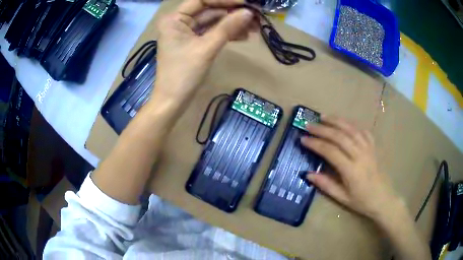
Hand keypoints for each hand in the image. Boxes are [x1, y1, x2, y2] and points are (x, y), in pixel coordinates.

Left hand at [153, 0, 254, 101]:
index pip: (202, 0)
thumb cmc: (184, 74)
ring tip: (254, 28)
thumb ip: (227, 27)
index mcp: (175, 19)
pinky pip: (212, 33)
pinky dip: (227, 34)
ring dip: (233, 24)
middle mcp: (179, 22)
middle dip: (232, 14)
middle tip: (255, 17)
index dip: (225, 0)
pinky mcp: (193, 43)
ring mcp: (186, 33)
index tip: (246, 3)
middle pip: (209, 11)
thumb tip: (249, 12)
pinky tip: (243, 36)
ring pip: (213, 22)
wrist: (173, 101)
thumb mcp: (207, 48)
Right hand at [301, 116, 399, 220]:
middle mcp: (360, 155)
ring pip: (351, 129)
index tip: (303, 139)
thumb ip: (326, 185)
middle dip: (322, 129)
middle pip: (339, 136)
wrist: (383, 199)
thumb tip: (308, 174)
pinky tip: (345, 123)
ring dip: (337, 121)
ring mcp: (368, 149)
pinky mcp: (373, 147)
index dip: (316, 143)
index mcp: (351, 170)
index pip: (330, 151)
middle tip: (309, 125)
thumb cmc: (362, 201)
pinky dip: (352, 124)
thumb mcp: (342, 198)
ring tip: (324, 117)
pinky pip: (363, 131)